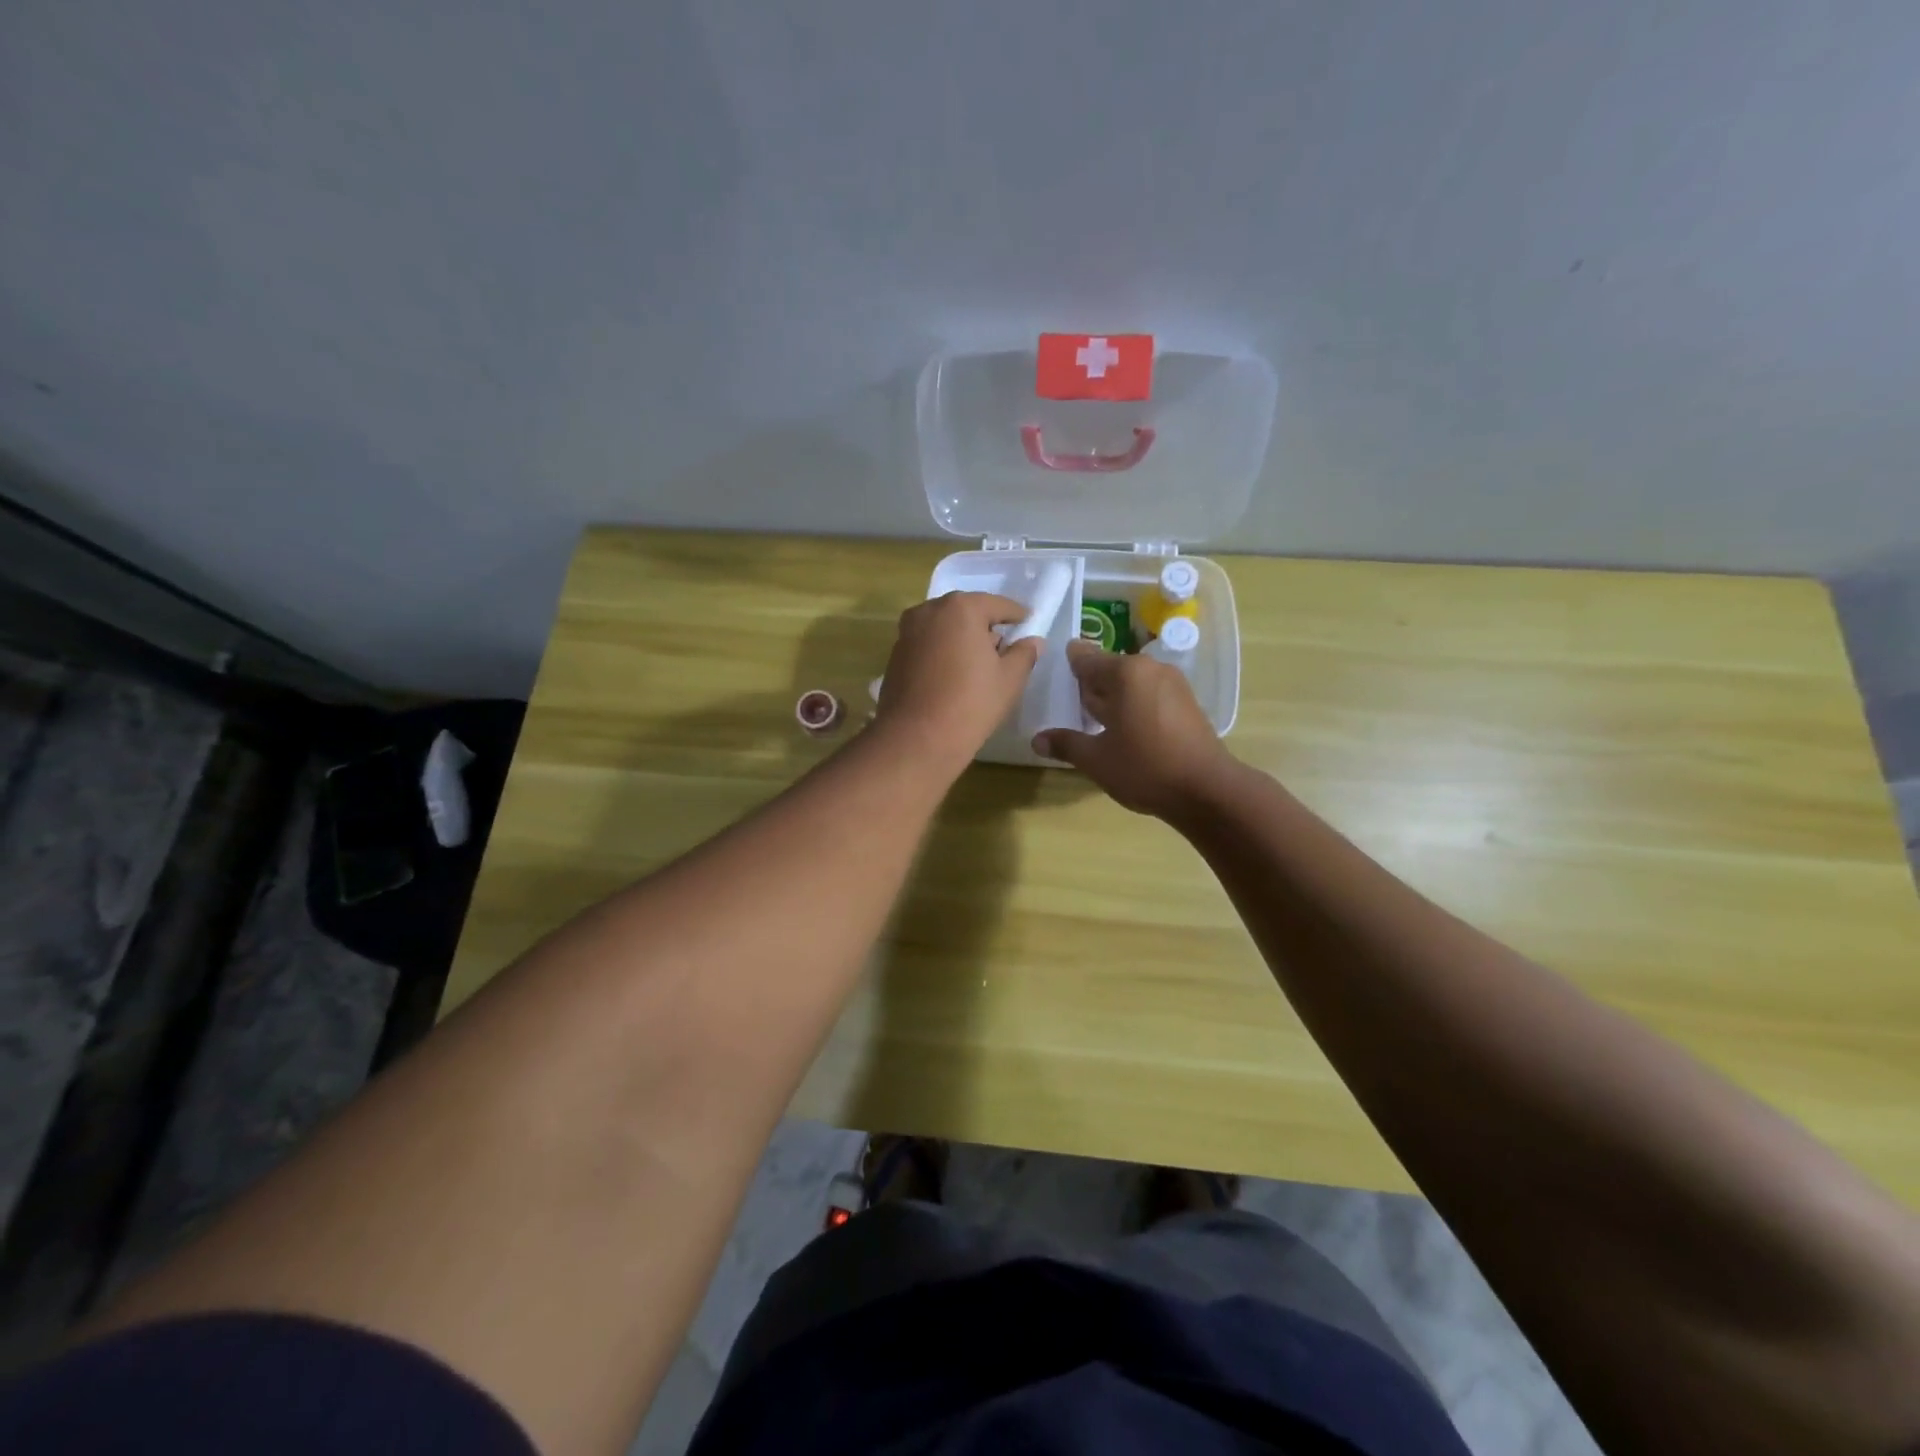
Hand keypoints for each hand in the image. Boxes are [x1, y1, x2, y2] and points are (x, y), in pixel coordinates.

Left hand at [875, 592, 1039, 773]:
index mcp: (961, 608)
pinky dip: (942, 652)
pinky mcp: (895, 655)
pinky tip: (953, 676)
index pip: (998, 605)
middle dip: (985, 627)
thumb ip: (1024, 654)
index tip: (1028, 622)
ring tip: (978, 665)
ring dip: (961, 639)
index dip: (1016, 615)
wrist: (917, 738)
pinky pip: (927, 645)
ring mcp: (907, 632)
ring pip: (944, 628)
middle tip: (1004, 648)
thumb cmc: (971, 703)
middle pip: (967, 612)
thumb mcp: (1009, 679)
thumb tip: (1033, 641)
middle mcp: (929, 611)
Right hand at [1031, 641, 1235, 818]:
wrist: (1207, 790)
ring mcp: (1174, 684)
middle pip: (1109, 669)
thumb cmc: (1145, 768)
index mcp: (1125, 673)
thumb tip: (1037, 739)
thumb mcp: (1096, 760)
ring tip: (1094, 721)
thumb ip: (1066, 744)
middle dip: (1090, 685)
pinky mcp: (1187, 703)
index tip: (1053, 674)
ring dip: (1112, 697)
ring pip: (1131, 683)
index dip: (1068, 664)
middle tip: (1069, 704)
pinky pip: (1150, 695)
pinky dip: (1133, 705)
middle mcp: (1150, 669)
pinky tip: (1124, 730)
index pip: (1085, 658)